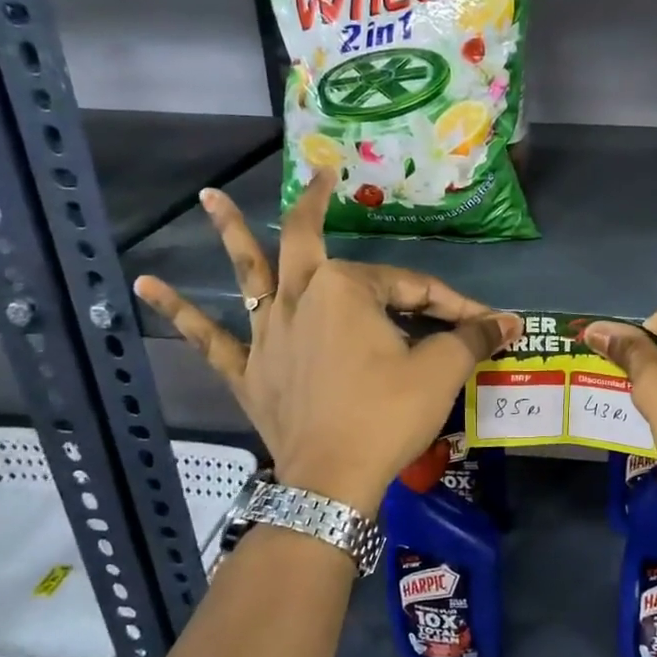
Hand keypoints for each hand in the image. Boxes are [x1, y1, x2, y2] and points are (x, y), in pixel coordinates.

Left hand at [134, 172, 520, 517]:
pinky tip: (144, 285)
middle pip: (307, 242)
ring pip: (249, 274)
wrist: (333, 481)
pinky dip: (177, 312)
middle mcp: (301, 298)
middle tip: (320, 176)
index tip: (483, 323)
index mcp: (348, 289)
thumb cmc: (388, 416)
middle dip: (317, 205)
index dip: (452, 304)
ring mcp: (267, 333)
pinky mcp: (248, 370)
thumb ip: (473, 337)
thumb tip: (512, 321)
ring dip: (230, 234)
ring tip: (206, 197)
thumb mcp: (441, 372)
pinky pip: (209, 338)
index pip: (412, 286)